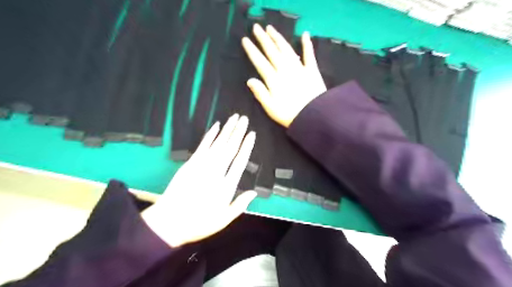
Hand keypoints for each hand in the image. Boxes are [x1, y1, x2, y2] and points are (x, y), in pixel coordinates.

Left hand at [143, 114, 255, 246]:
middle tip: (245, 119)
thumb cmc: (199, 223)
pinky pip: (202, 146)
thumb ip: (240, 205)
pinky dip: (210, 135)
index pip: (240, 161)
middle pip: (230, 148)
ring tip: (234, 118)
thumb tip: (254, 193)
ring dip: (227, 129)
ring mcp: (202, 166)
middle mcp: (216, 172)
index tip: (251, 135)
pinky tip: (216, 126)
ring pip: (218, 144)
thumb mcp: (224, 219)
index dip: (247, 146)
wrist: (169, 222)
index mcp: (226, 186)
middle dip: (238, 132)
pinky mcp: (190, 163)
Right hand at [242, 23, 325, 125]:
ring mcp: (299, 68)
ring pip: (286, 49)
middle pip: (272, 51)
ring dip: (278, 38)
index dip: (252, 50)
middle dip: (263, 38)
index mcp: (274, 79)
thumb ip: (260, 93)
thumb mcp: (270, 108)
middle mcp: (285, 69)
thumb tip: (249, 80)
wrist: (314, 116)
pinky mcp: (312, 70)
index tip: (245, 40)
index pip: (260, 62)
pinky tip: (305, 35)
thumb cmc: (289, 114)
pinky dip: (307, 44)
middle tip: (256, 27)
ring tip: (271, 28)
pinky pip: (309, 55)